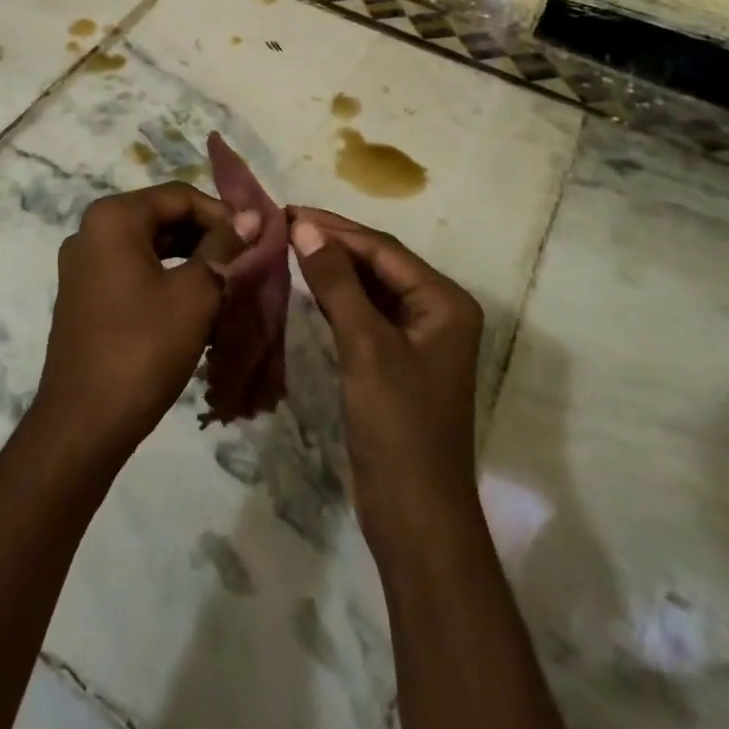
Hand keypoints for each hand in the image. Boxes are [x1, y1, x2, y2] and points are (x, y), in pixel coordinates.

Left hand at [35, 183, 258, 465]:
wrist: (84, 423)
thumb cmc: (143, 348)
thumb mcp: (195, 294)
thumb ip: (223, 248)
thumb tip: (252, 216)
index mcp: (113, 218)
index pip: (180, 196)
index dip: (222, 214)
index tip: (255, 240)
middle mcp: (91, 230)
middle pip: (162, 216)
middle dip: (206, 236)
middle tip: (244, 261)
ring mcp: (83, 264)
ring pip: (149, 245)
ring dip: (189, 257)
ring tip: (226, 282)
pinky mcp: (83, 294)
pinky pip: (132, 269)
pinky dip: (166, 277)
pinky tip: (194, 303)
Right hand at [288, 207, 484, 562]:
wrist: (416, 517)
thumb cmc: (397, 426)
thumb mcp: (365, 346)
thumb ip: (336, 282)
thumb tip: (304, 226)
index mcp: (444, 302)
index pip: (383, 250)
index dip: (335, 228)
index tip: (289, 211)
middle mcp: (437, 312)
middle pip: (378, 264)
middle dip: (333, 243)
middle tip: (283, 224)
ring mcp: (418, 339)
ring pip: (370, 288)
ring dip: (332, 268)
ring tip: (288, 245)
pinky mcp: (397, 362)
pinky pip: (365, 315)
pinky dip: (337, 299)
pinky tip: (307, 286)